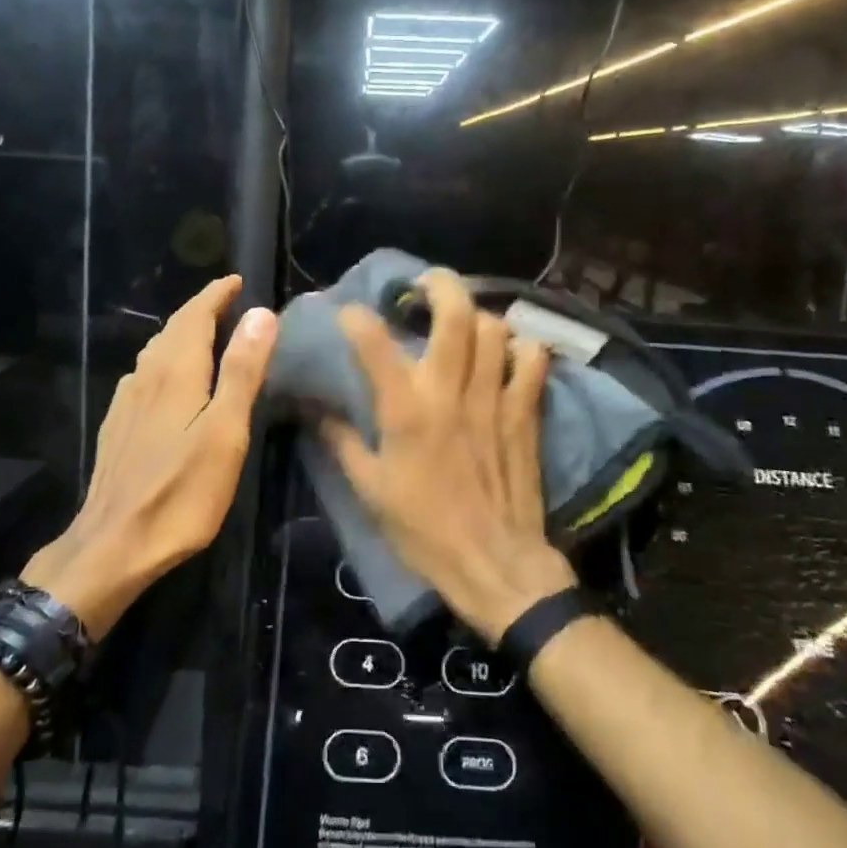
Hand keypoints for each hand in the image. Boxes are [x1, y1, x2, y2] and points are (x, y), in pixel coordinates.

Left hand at [22, 275, 275, 638]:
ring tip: (204, 333)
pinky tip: (166, 380)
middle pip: (173, 330)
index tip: (236, 280)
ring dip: (180, 334)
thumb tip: (260, 313)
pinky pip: (143, 376)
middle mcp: (146, 377)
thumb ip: (242, 371)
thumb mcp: (225, 431)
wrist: (113, 546)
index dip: (216, 295)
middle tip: (227, 302)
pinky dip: (163, 362)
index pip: (195, 316)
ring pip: (155, 352)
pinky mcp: (117, 427)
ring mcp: (126, 403)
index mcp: (176, 372)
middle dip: (199, 310)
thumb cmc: (181, 492)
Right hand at [319, 270, 575, 643]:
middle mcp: (451, 392)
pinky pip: (532, 361)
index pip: (376, 344)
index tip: (350, 312)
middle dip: (440, 285)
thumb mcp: (370, 489)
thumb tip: (314, 408)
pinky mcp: (525, 413)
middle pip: (454, 315)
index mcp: (407, 412)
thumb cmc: (425, 530)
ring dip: (478, 315)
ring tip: (465, 321)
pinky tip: (509, 353)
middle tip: (426, 284)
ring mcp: (494, 398)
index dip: (358, 317)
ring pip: (494, 329)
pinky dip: (522, 348)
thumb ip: (342, 441)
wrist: (494, 563)